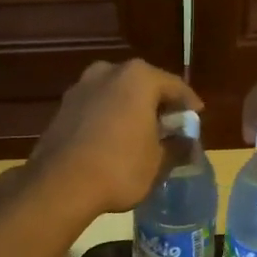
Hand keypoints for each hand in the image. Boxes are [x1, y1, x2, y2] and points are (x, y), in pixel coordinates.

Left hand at [29, 59, 202, 217]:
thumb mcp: (159, 162)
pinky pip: (97, 107)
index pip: (175, 86)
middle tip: (170, 126)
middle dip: (158, 104)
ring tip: (142, 134)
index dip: (189, 104)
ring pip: (117, 94)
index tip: (196, 118)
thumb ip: (177, 146)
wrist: (60, 185)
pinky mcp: (63, 107)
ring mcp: (81, 87)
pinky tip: (114, 139)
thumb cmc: (120, 168)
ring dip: (131, 110)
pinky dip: (109, 118)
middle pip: (144, 85)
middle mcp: (108, 71)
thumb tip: (187, 142)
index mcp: (139, 78)